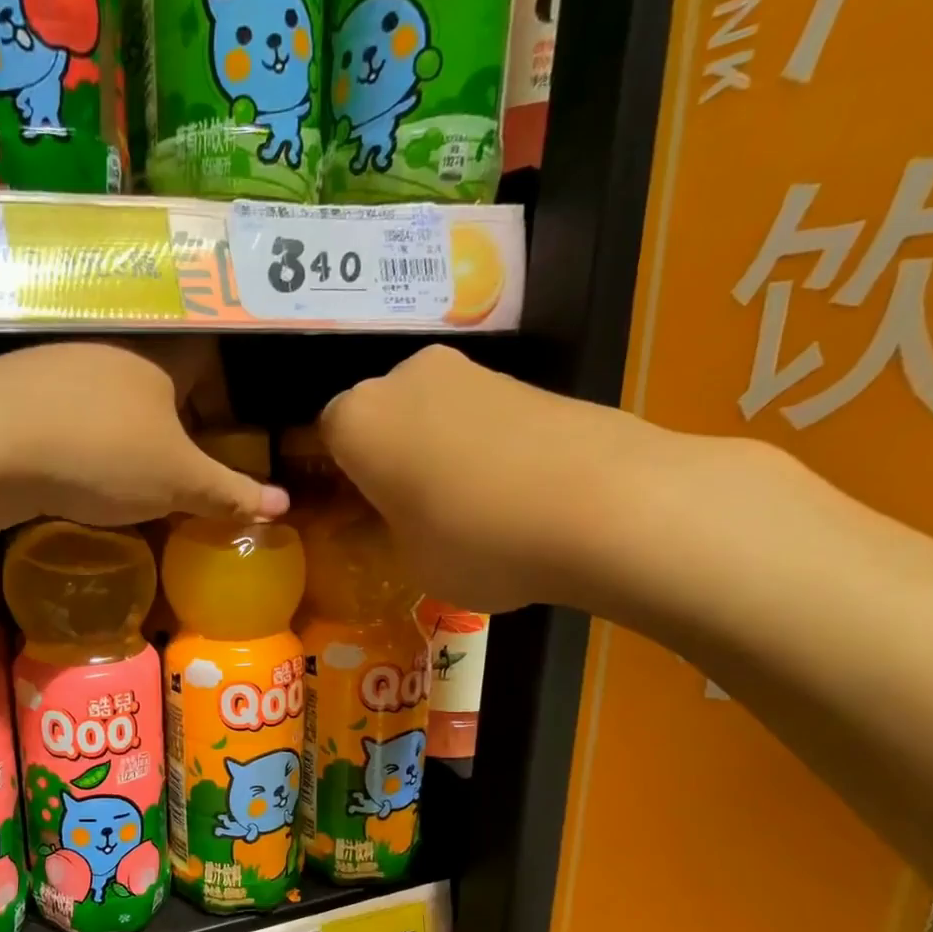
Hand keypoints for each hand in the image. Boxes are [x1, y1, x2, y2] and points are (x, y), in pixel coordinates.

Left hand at [0, 340, 287, 530]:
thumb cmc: (101, 453)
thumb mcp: (177, 482)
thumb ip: (228, 493)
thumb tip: (282, 507)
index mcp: (158, 356)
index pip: (206, 359)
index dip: (220, 399)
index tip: (221, 442)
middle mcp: (109, 352)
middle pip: (157, 382)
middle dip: (174, 426)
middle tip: (180, 473)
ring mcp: (57, 370)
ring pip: (109, 402)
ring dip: (126, 439)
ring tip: (130, 485)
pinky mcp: (17, 397)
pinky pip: (68, 419)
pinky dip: (82, 447)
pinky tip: (77, 482)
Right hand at [318, 345, 670, 612]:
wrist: (606, 504)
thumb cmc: (475, 541)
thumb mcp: (408, 559)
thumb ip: (382, 532)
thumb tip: (379, 523)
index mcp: (356, 420)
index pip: (326, 441)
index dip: (341, 482)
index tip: (359, 517)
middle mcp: (404, 379)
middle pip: (380, 418)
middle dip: (388, 459)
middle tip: (407, 512)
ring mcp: (470, 372)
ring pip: (430, 414)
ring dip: (435, 451)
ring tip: (466, 508)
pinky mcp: (525, 379)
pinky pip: (478, 416)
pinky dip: (481, 447)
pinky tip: (508, 491)